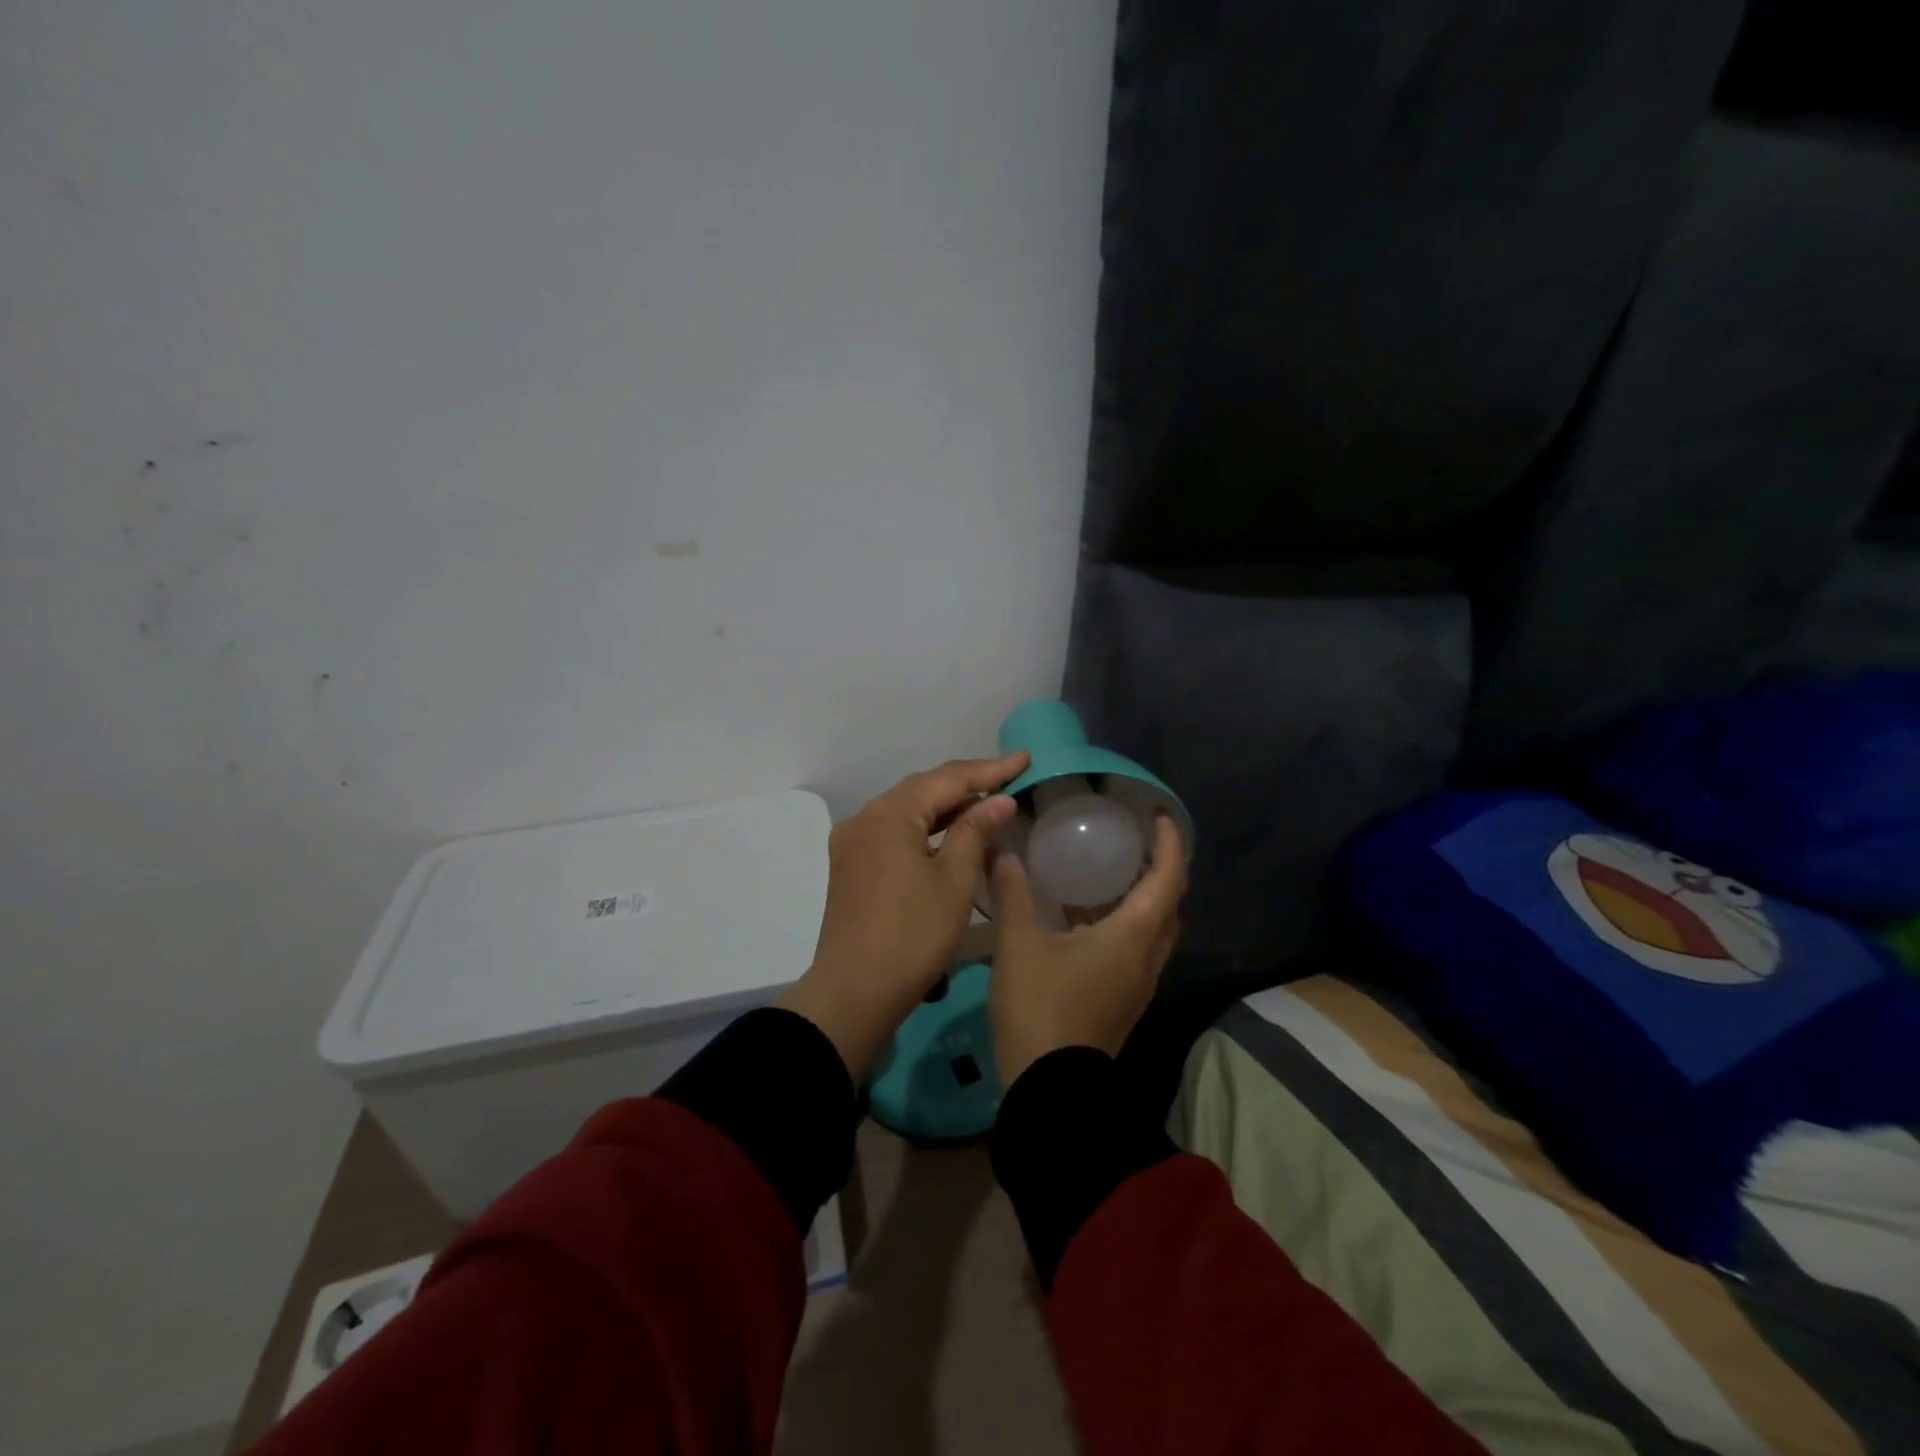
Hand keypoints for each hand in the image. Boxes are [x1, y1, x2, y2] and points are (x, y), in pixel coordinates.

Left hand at [778, 752, 1028, 1081]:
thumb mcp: (953, 880)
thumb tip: (999, 800)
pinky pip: (895, 831)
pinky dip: (926, 827)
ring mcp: (853, 841)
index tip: (1025, 758)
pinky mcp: (852, 865)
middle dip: (968, 782)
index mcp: (889, 814)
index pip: (947, 778)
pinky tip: (951, 831)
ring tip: (988, 799)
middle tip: (1010, 776)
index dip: (990, 769)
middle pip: (923, 788)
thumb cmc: (913, 934)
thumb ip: (975, 831)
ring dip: (947, 805)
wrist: (854, 992)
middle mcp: (865, 817)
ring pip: (908, 810)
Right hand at [989, 814, 1185, 1088]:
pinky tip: (1080, 916)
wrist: (1050, 1090)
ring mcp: (1137, 983)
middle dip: (1159, 867)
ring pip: (1152, 928)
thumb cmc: (1041, 1007)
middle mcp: (1146, 956)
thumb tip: (1004, 852)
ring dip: (1139, 896)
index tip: (1158, 815)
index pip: (1168, 878)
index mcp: (1133, 935)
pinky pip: (1135, 947)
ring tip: (1104, 869)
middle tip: (1130, 839)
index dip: (1170, 843)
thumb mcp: (1019, 944)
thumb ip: (1013, 894)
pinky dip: (1121, 921)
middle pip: (1169, 902)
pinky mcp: (1122, 999)